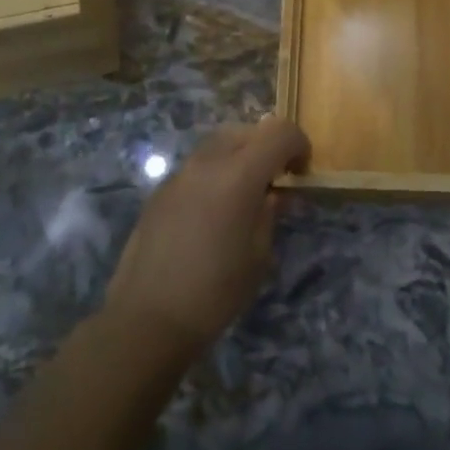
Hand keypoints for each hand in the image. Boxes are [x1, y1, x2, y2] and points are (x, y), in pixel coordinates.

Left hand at [103, 118, 309, 356]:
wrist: (147, 319)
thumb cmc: (215, 292)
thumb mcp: (259, 256)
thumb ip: (270, 213)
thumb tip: (274, 194)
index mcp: (239, 175)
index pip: (279, 132)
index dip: (298, 144)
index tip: (302, 171)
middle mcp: (207, 162)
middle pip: (246, 130)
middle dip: (267, 146)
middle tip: (276, 180)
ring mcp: (179, 174)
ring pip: (218, 143)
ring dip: (239, 156)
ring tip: (245, 194)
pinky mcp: (160, 191)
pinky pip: (196, 166)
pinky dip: (215, 173)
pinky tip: (214, 211)